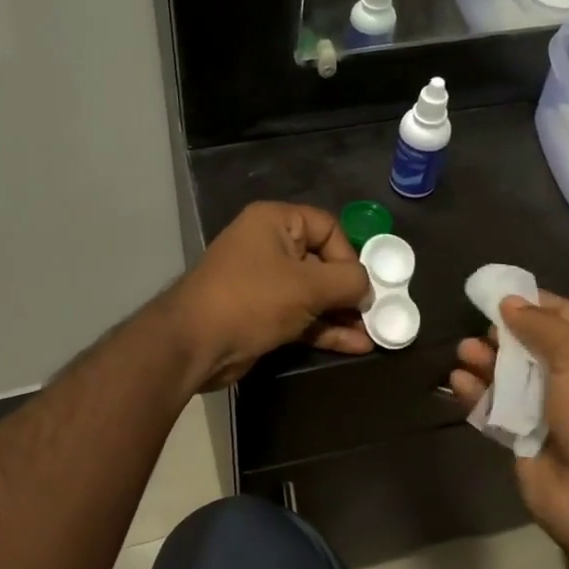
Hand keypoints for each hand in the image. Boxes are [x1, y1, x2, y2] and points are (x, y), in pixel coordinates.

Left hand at [166, 203, 372, 390]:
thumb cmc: (252, 300)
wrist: (194, 344)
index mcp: (275, 222)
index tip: (359, 285)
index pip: (327, 227)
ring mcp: (265, 283)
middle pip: (323, 262)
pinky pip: (303, 316)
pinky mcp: (263, 315)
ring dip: (342, 314)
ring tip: (372, 334)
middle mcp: (270, 247)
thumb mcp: (308, 286)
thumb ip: (348, 281)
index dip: (349, 255)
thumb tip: (367, 289)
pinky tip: (355, 346)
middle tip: (374, 313)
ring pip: (314, 294)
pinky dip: (326, 329)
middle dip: (350, 290)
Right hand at [451, 293, 568, 566]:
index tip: (494, 291)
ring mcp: (549, 412)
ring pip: (510, 377)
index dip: (532, 302)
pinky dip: (476, 394)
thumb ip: (542, 326)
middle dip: (503, 334)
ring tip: (463, 351)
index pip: (565, 316)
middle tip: (477, 328)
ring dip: (486, 362)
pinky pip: (495, 409)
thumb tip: (509, 302)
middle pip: (532, 346)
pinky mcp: (524, 439)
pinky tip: (458, 381)